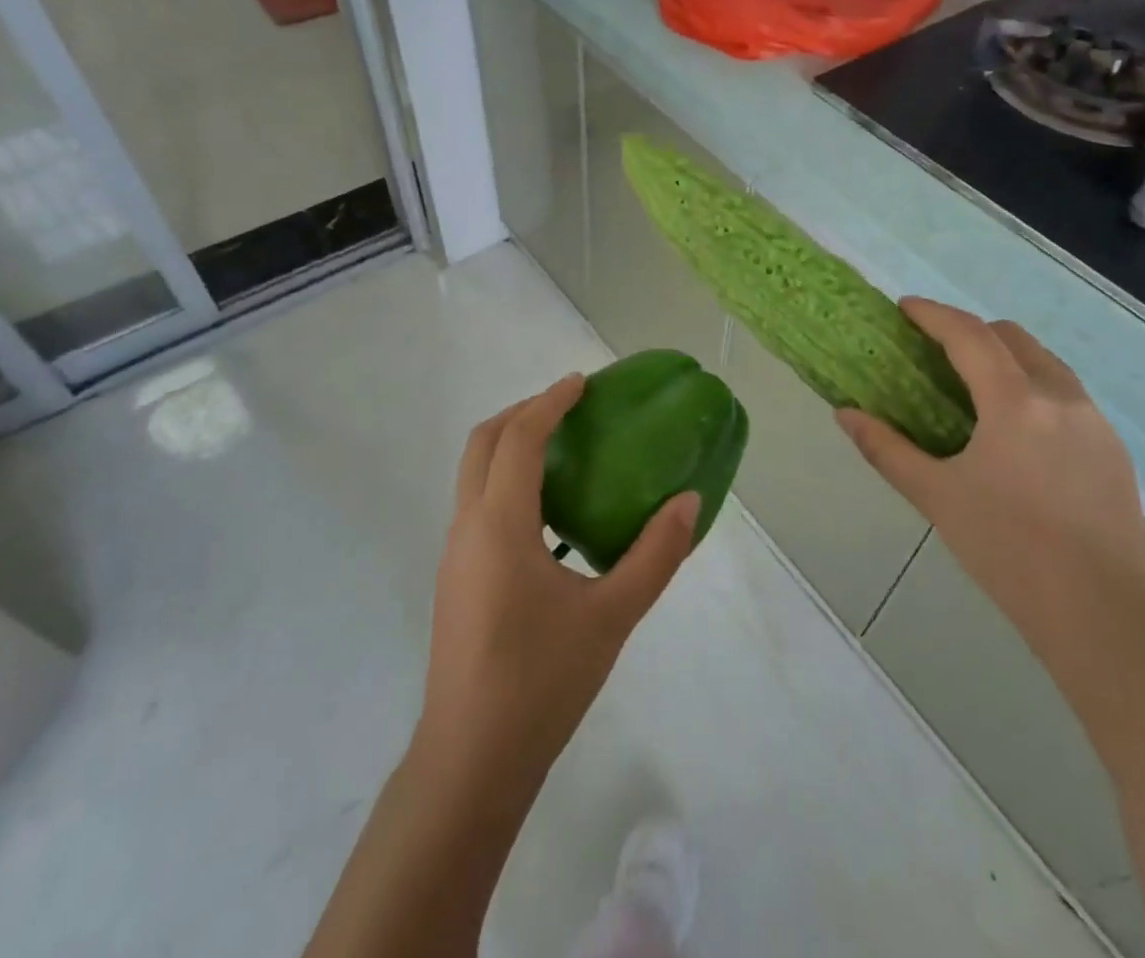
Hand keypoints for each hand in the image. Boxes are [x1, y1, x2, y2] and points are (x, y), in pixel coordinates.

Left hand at [414, 375, 699, 792]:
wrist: (471, 760)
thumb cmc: (542, 681)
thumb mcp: (612, 616)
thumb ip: (655, 555)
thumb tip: (689, 502)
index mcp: (500, 524)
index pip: (519, 437)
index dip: (550, 401)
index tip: (582, 383)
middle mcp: (468, 527)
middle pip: (483, 442)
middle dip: (522, 412)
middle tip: (569, 408)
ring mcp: (455, 554)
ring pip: (474, 473)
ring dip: (511, 446)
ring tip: (563, 452)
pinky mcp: (456, 578)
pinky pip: (478, 505)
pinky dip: (507, 482)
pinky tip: (549, 516)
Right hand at [837, 300, 1144, 703]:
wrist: (1102, 616)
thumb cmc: (1007, 550)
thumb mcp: (936, 496)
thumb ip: (886, 448)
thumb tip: (844, 414)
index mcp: (1016, 403)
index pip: (969, 336)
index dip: (933, 314)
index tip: (904, 307)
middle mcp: (1062, 398)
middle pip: (1012, 338)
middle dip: (970, 332)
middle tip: (935, 352)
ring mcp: (1096, 423)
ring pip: (1045, 364)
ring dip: (1006, 358)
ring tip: (975, 389)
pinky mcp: (1114, 451)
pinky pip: (1068, 396)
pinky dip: (1033, 389)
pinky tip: (1017, 433)